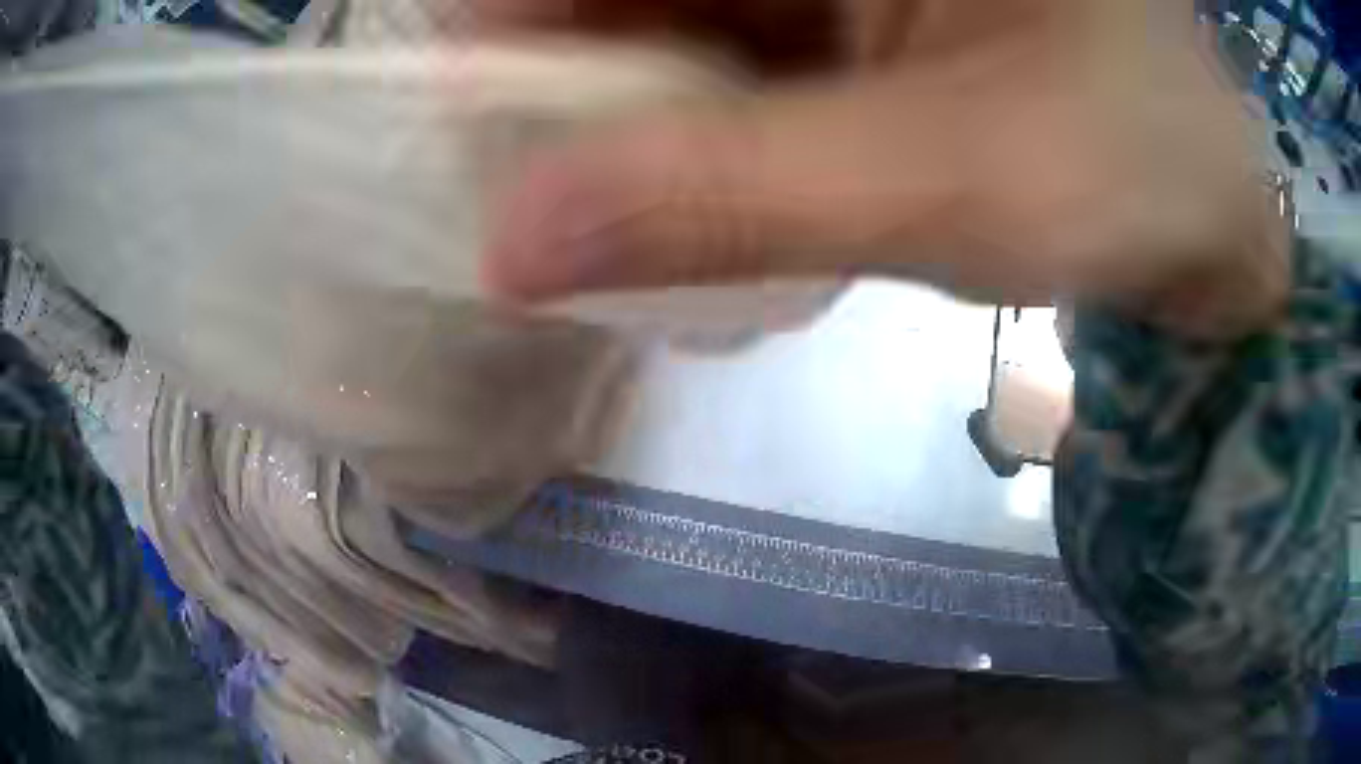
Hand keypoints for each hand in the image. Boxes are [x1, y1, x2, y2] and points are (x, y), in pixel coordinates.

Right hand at [477, 0, 1288, 338]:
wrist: (1210, 220)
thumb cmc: (1135, 179)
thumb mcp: (947, 184)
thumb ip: (722, 200)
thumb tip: (513, 247)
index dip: (512, 14)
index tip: (468, 116)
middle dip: (566, 79)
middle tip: (527, 193)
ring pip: (674, 23)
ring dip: (628, 117)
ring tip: (603, 214)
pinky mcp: (867, 23)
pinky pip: (734, 59)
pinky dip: (696, 128)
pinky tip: (701, 199)